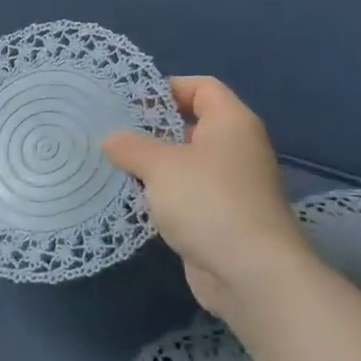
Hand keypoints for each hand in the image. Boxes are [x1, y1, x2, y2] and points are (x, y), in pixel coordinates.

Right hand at [102, 77, 312, 325]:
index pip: (202, 87)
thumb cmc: (208, 202)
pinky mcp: (219, 218)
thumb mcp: (160, 165)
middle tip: (111, 131)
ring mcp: (230, 186)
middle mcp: (235, 149)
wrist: (250, 273)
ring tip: (111, 163)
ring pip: (185, 163)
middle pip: (191, 124)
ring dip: (152, 164)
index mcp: (231, 123)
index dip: (167, 87)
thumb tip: (110, 138)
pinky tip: (130, 198)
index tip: (128, 100)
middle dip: (151, 128)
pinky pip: (185, 194)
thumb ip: (130, 146)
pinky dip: (161, 194)